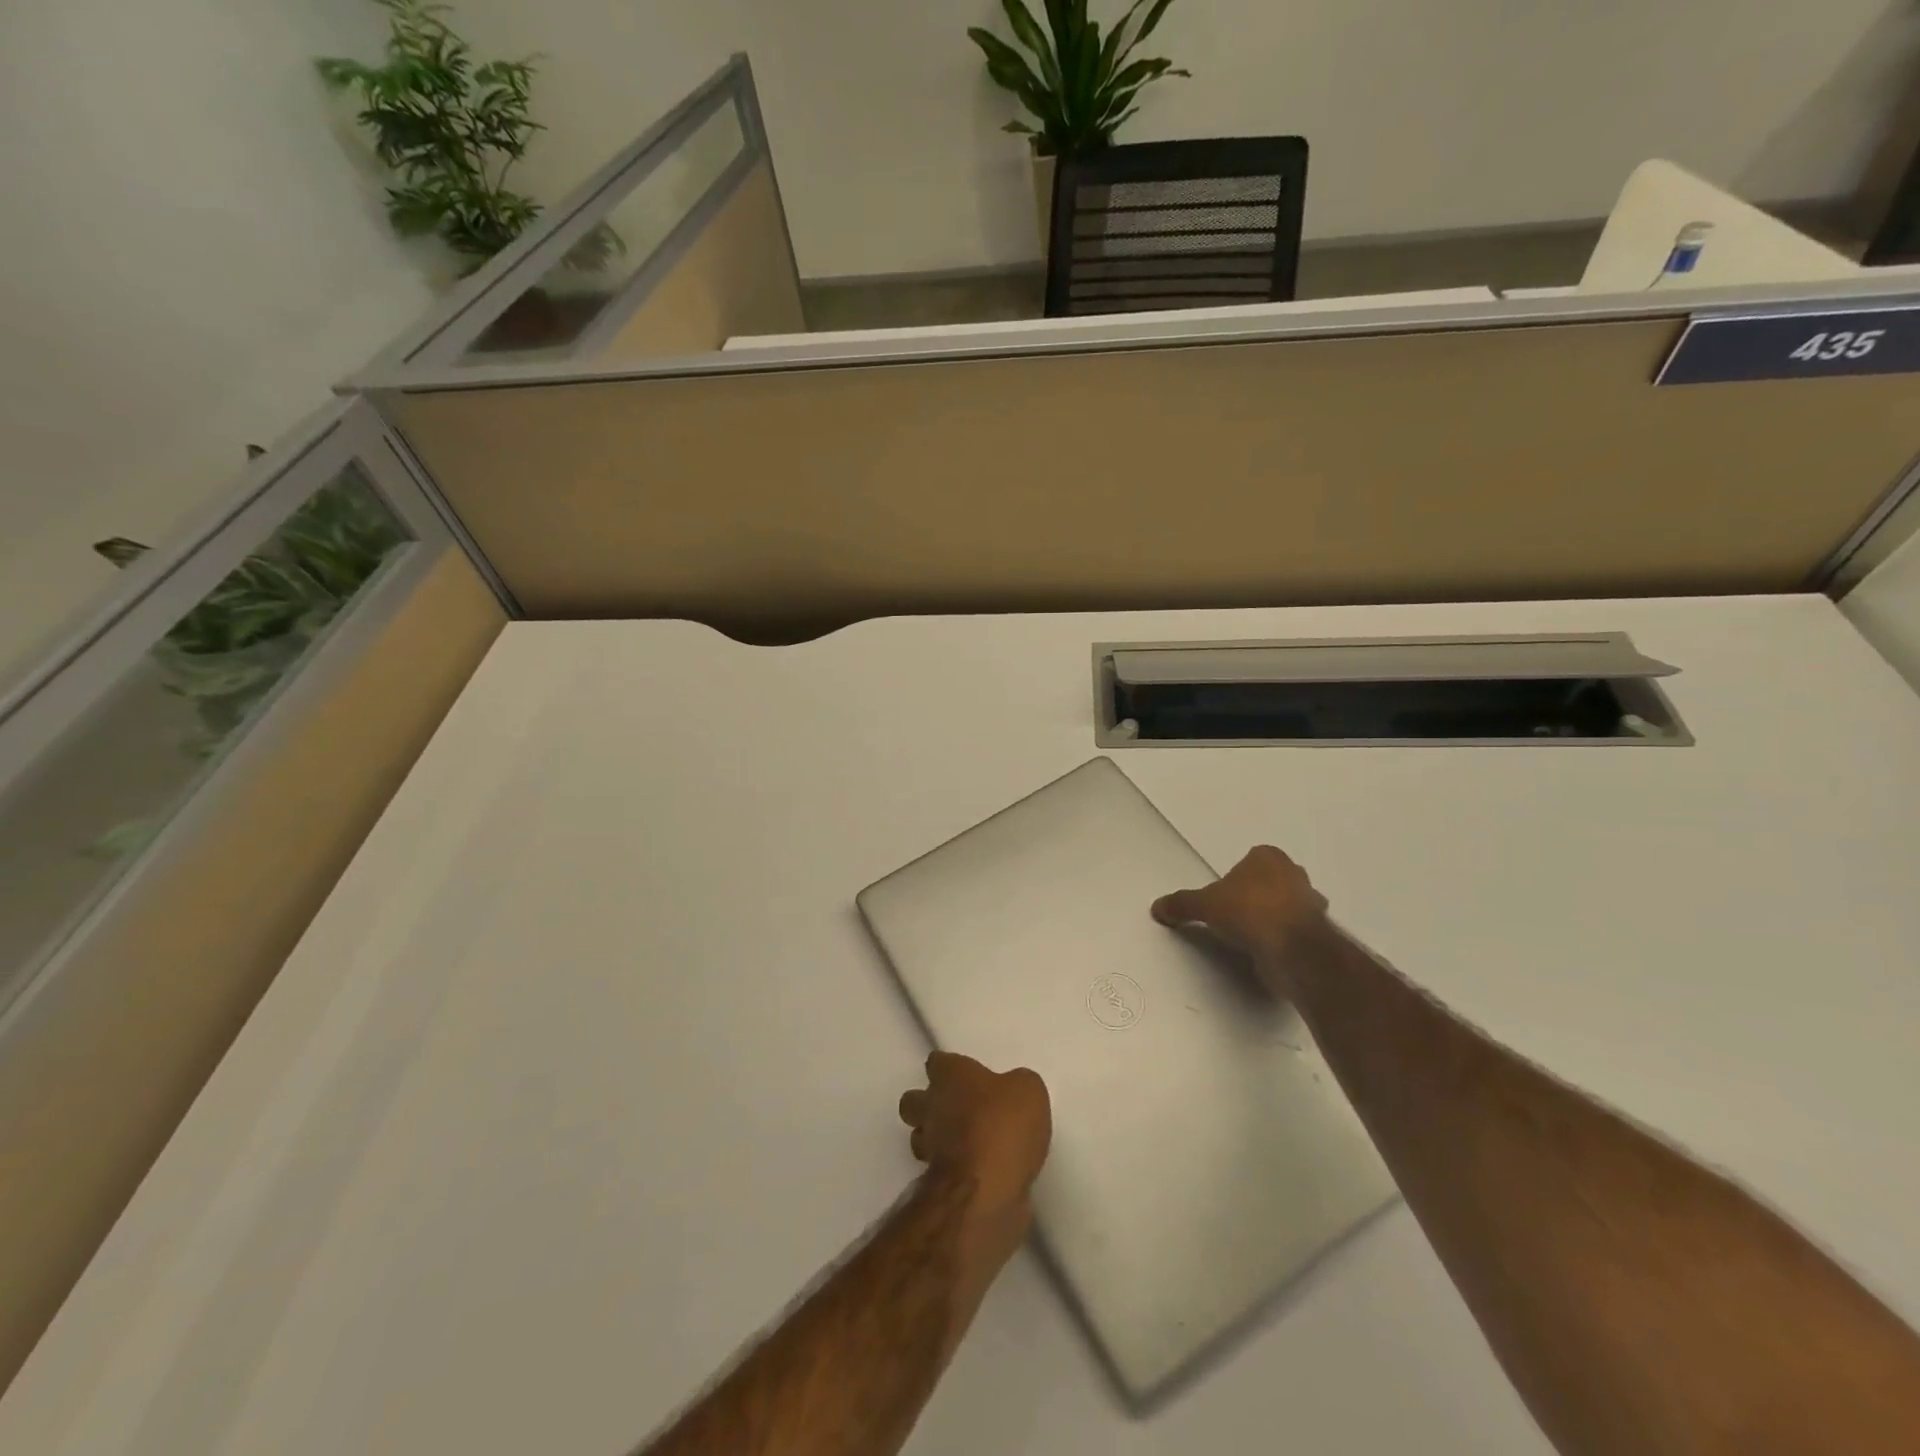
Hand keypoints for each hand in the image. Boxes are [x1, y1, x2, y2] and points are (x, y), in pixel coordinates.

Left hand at [898, 1053, 1050, 1225]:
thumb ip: (1017, 1085)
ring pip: (920, 1135)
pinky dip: (952, 1168)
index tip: (964, 1074)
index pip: (937, 1062)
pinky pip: (939, 1168)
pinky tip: (975, 1170)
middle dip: (929, 1102)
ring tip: (965, 1142)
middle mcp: (931, 1106)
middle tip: (960, 1109)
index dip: (949, 1067)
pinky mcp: (936, 1182)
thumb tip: (1012, 1091)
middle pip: (915, 1099)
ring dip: (936, 1137)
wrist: (984, 1191)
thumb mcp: (1028, 1091)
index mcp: (950, 1076)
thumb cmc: (1002, 1127)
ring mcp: (929, 1147)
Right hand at [1151, 845, 1330, 991]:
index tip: (1223, 897)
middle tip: (1235, 914)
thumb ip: (1181, 904)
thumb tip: (1157, 907)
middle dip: (1256, 895)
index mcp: (1269, 857)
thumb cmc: (1247, 910)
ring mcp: (1311, 902)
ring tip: (1250, 936)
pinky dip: (1283, 938)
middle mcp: (1294, 873)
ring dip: (1273, 917)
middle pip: (1271, 881)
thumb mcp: (1203, 905)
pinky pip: (1295, 930)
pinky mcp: (1319, 931)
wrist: (1291, 947)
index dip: (1236, 878)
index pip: (1250, 860)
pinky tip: (1266, 950)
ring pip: (1287, 905)